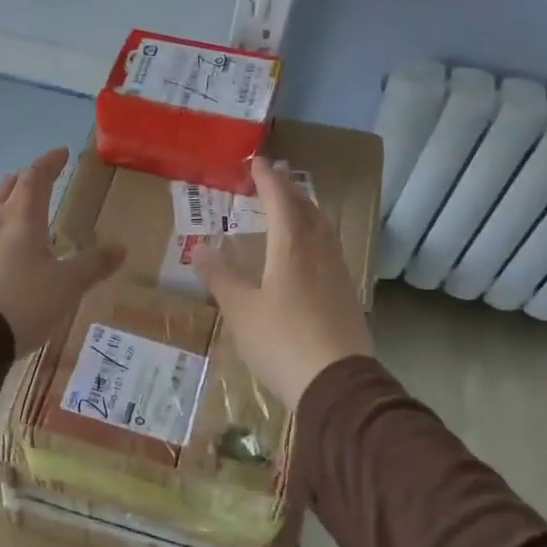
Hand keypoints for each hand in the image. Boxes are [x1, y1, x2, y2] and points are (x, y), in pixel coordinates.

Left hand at [0, 148, 123, 353]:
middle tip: (40, 178)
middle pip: (8, 187)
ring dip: (2, 197)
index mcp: (23, 217)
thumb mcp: (67, 286)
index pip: (36, 177)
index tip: (61, 153)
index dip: (49, 163)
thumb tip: (121, 248)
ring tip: (12, 203)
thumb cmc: (23, 303)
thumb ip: (93, 265)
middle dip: (26, 178)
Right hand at [196, 157, 372, 407]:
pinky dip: (314, 235)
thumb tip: (199, 248)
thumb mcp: (241, 311)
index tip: (257, 162)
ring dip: (306, 210)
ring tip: (293, 205)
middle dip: (290, 189)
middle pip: (307, 209)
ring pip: (322, 229)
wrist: (337, 384)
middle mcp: (320, 252)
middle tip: (275, 176)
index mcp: (292, 248)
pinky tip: (309, 251)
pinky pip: (329, 249)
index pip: (281, 200)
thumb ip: (220, 277)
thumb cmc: (282, 342)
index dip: (268, 179)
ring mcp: (338, 273)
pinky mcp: (346, 295)